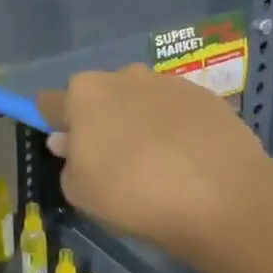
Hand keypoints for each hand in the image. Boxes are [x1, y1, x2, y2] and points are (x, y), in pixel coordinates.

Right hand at [36, 66, 272, 265]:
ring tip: (158, 164)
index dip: (55, 125)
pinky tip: (189, 160)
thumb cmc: (134, 194)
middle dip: (101, 121)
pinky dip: (176, 128)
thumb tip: (69, 141)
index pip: (51, 102)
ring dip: (140, 122)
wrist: (221, 196)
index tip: (68, 150)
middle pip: (100, 96)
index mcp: (85, 94)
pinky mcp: (206, 95)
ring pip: (141, 100)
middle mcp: (124, 76)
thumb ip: (68, 162)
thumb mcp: (81, 193)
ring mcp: (168, 82)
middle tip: (115, 162)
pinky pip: (177, 110)